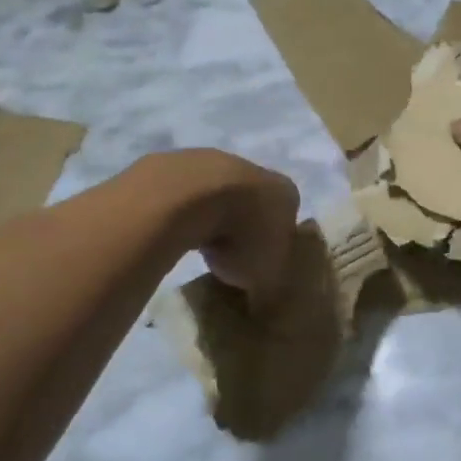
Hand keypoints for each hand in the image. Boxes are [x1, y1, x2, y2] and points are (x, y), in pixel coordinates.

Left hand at [162, 151, 301, 306]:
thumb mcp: (266, 277)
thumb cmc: (241, 236)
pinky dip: (181, 210)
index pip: (288, 218)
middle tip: (228, 258)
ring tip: (197, 247)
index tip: (260, 264)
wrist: (190, 198)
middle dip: (242, 227)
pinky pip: (183, 193)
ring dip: (210, 217)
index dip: (275, 243)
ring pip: (216, 194)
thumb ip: (270, 286)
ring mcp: (213, 161)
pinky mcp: (175, 162)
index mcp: (286, 194)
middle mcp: (255, 170)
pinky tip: (172, 230)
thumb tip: (265, 299)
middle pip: (252, 202)